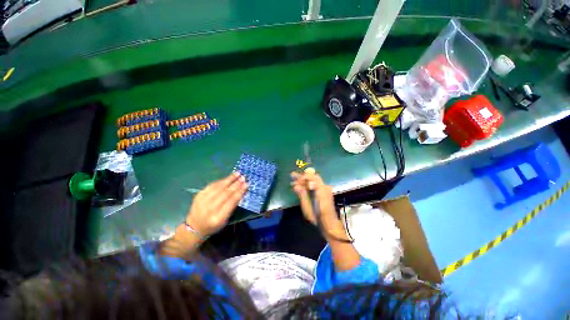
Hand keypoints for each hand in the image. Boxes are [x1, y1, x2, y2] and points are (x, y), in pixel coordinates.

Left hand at [186, 172, 247, 237]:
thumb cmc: (214, 225)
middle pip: (225, 193)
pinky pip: (212, 185)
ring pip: (218, 187)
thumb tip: (241, 191)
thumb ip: (233, 206)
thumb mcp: (225, 220)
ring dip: (229, 179)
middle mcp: (210, 209)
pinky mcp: (199, 195)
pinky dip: (221, 181)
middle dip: (236, 184)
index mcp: (218, 218)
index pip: (231, 202)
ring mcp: (203, 201)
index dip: (239, 192)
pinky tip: (227, 177)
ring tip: (237, 173)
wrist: (194, 227)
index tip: (246, 184)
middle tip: (243, 178)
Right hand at [290, 171, 338, 227]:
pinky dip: (308, 184)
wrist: (329, 224)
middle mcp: (325, 187)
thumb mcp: (308, 208)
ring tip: (294, 182)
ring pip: (314, 180)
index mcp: (321, 189)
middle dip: (302, 177)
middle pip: (313, 177)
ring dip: (304, 180)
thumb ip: (302, 195)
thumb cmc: (317, 217)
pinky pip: (316, 185)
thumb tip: (296, 186)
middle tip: (292, 176)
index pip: (312, 177)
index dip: (303, 177)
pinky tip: (301, 187)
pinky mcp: (325, 192)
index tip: (295, 180)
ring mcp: (326, 189)